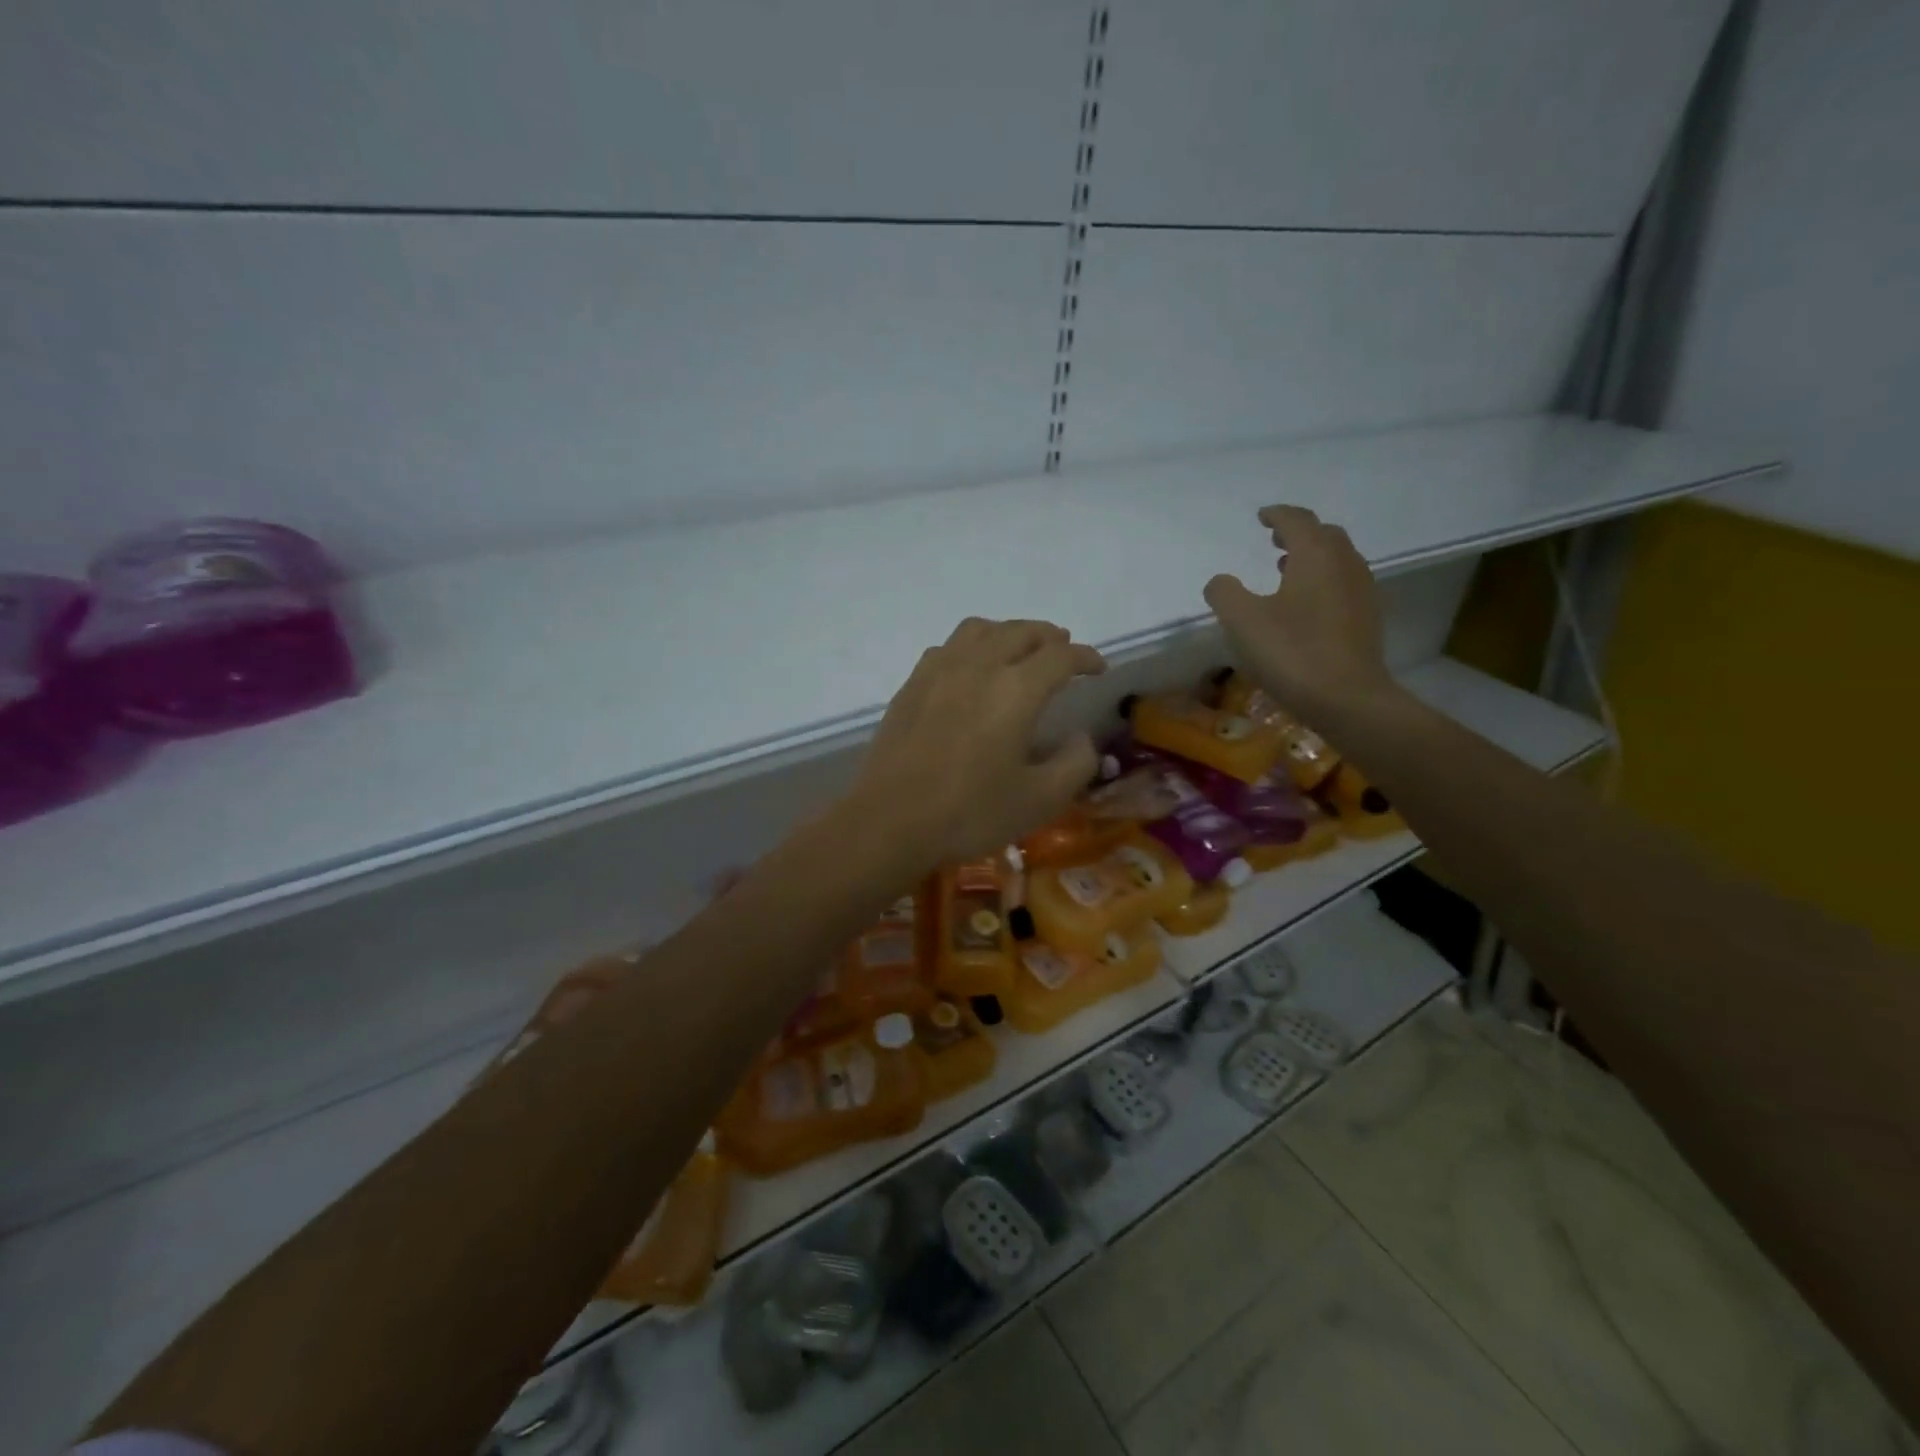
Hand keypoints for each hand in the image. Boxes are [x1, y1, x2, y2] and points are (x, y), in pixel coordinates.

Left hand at [851, 618, 1105, 867]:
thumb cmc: (971, 812)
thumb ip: (1075, 763)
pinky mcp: (911, 685)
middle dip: (1049, 637)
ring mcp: (939, 671)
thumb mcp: (1041, 799)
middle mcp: (979, 666)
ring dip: (1009, 632)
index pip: (1060, 655)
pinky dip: (973, 646)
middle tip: (1064, 650)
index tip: (1098, 668)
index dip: (1085, 656)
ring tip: (1019, 649)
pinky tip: (971, 668)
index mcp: (1017, 689)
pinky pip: (948, 647)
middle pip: (1021, 631)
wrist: (891, 821)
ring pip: (981, 629)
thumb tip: (1083, 738)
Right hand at [1203, 505, 1395, 724]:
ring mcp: (1361, 591)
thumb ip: (1225, 593)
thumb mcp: (1242, 621)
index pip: (1297, 521)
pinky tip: (1306, 604)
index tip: (1261, 516)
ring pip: (1337, 559)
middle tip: (1275, 539)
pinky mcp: (1367, 619)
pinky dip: (1323, 580)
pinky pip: (1343, 583)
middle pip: (1324, 535)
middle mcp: (1344, 564)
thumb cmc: (1291, 652)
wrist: (1347, 698)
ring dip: (1312, 556)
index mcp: (1315, 556)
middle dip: (1298, 532)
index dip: (1277, 515)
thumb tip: (1220, 581)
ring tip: (1286, 569)